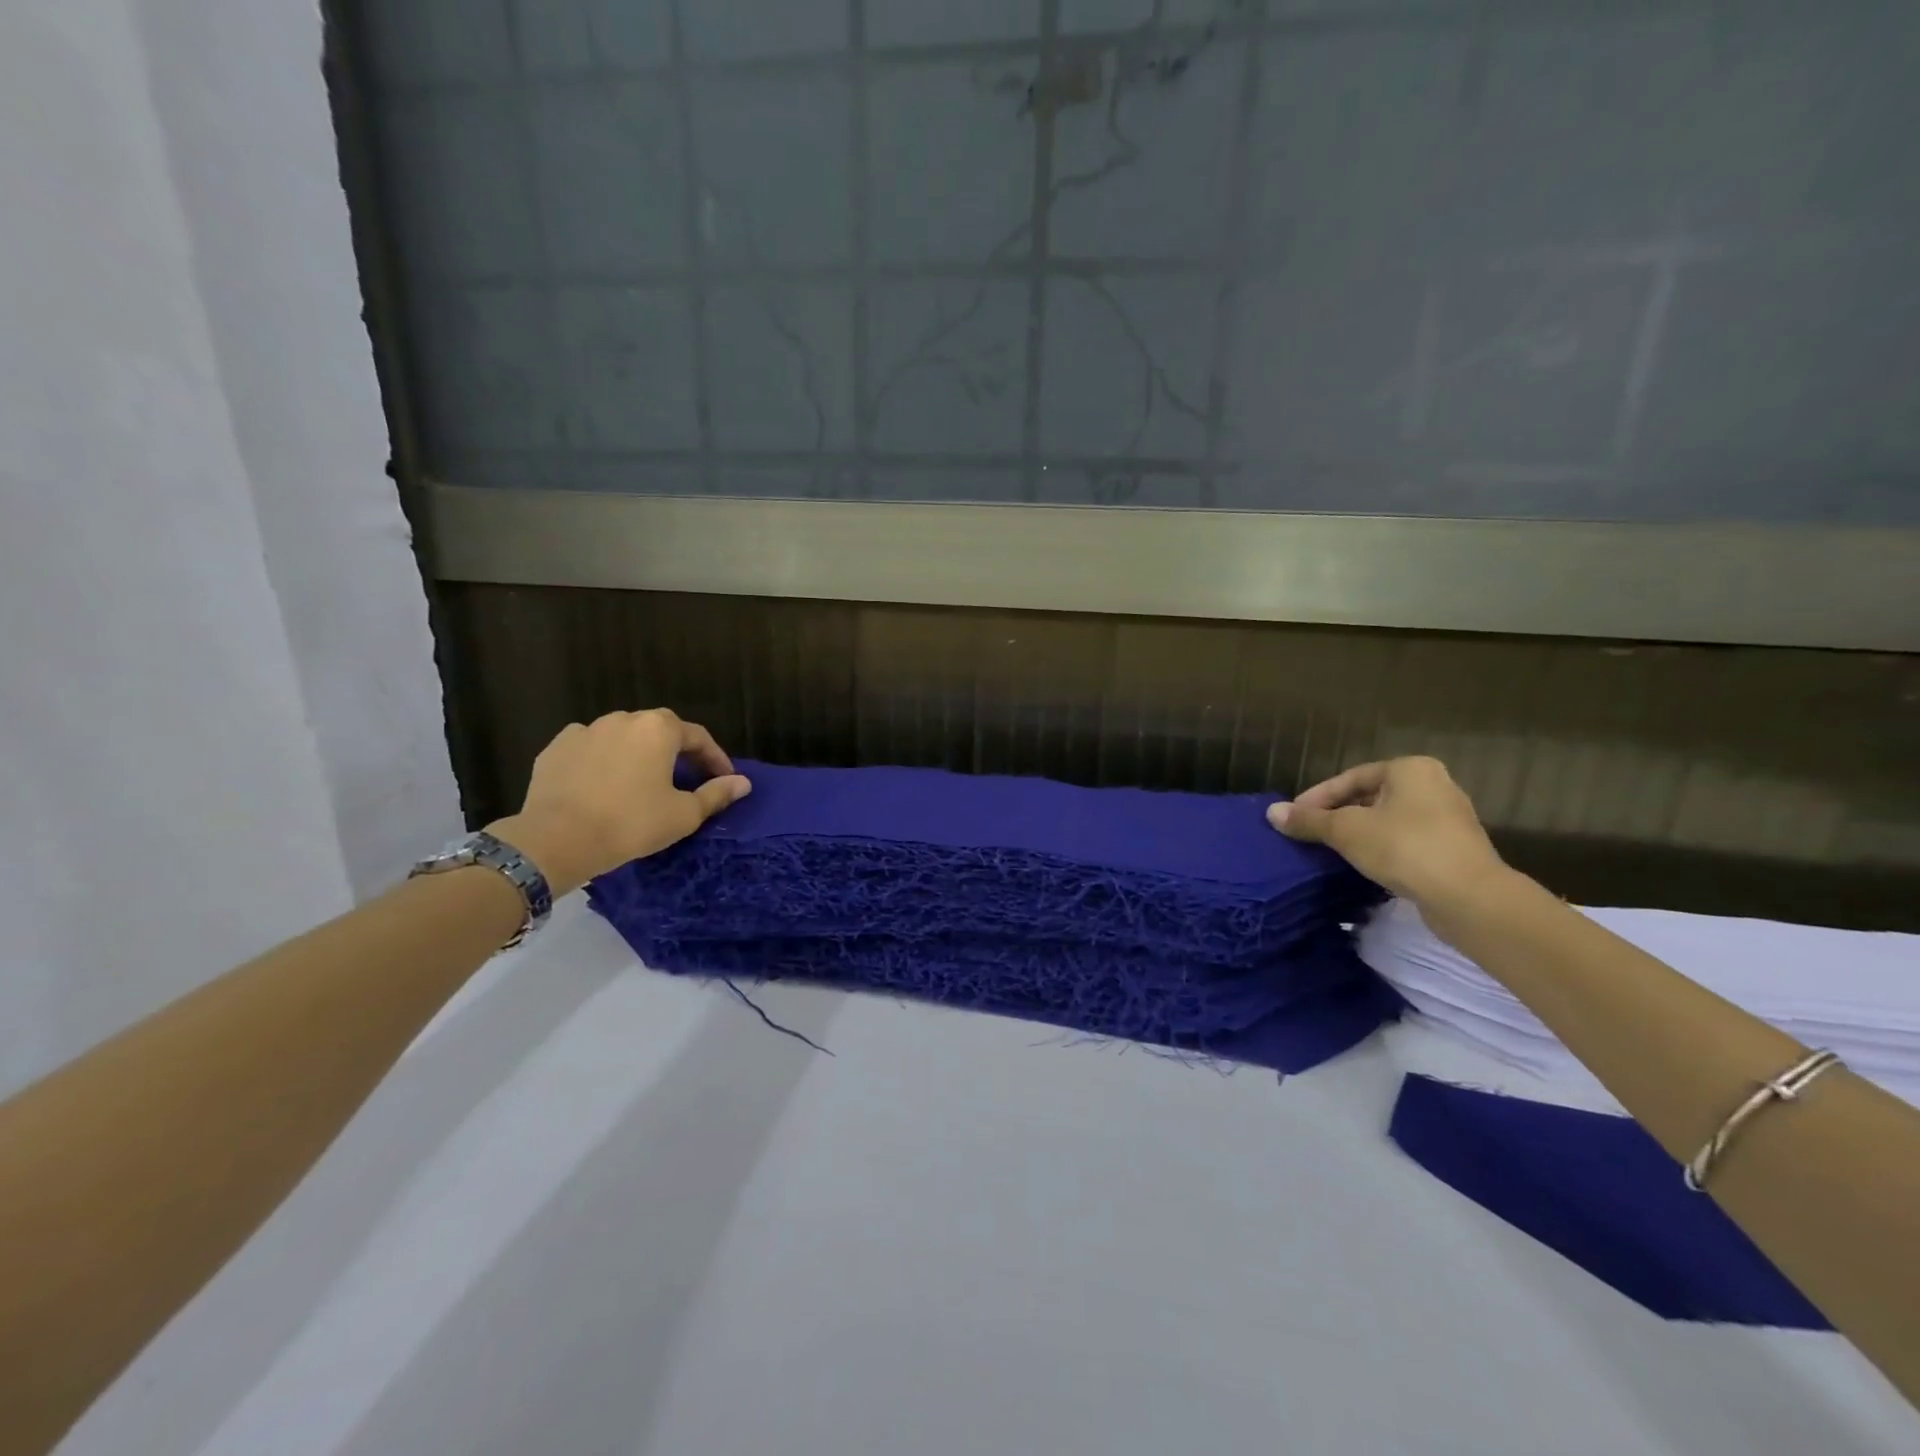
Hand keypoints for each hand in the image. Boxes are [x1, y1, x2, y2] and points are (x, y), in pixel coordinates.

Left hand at [486, 709, 750, 895]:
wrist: (556, 840)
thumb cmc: (631, 823)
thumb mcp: (684, 814)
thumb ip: (716, 794)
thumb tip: (743, 783)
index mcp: (659, 729)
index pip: (698, 737)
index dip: (715, 758)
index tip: (724, 779)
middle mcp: (623, 719)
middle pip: (659, 730)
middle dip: (676, 752)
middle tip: (685, 779)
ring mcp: (585, 731)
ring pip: (622, 737)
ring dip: (638, 754)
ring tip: (642, 782)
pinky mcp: (556, 749)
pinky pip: (590, 749)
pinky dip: (602, 761)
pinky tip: (603, 784)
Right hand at [1267, 756, 1505, 907]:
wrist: (1469, 897)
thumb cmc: (1404, 848)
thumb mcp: (1346, 831)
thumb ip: (1309, 820)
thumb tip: (1272, 812)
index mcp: (1409, 769)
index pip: (1350, 777)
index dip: (1317, 797)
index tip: (1294, 818)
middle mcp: (1433, 785)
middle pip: (1369, 797)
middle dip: (1337, 814)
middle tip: (1310, 833)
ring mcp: (1448, 818)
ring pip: (1387, 820)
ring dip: (1358, 833)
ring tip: (1330, 850)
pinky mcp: (1453, 849)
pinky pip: (1405, 840)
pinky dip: (1381, 848)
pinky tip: (1362, 865)